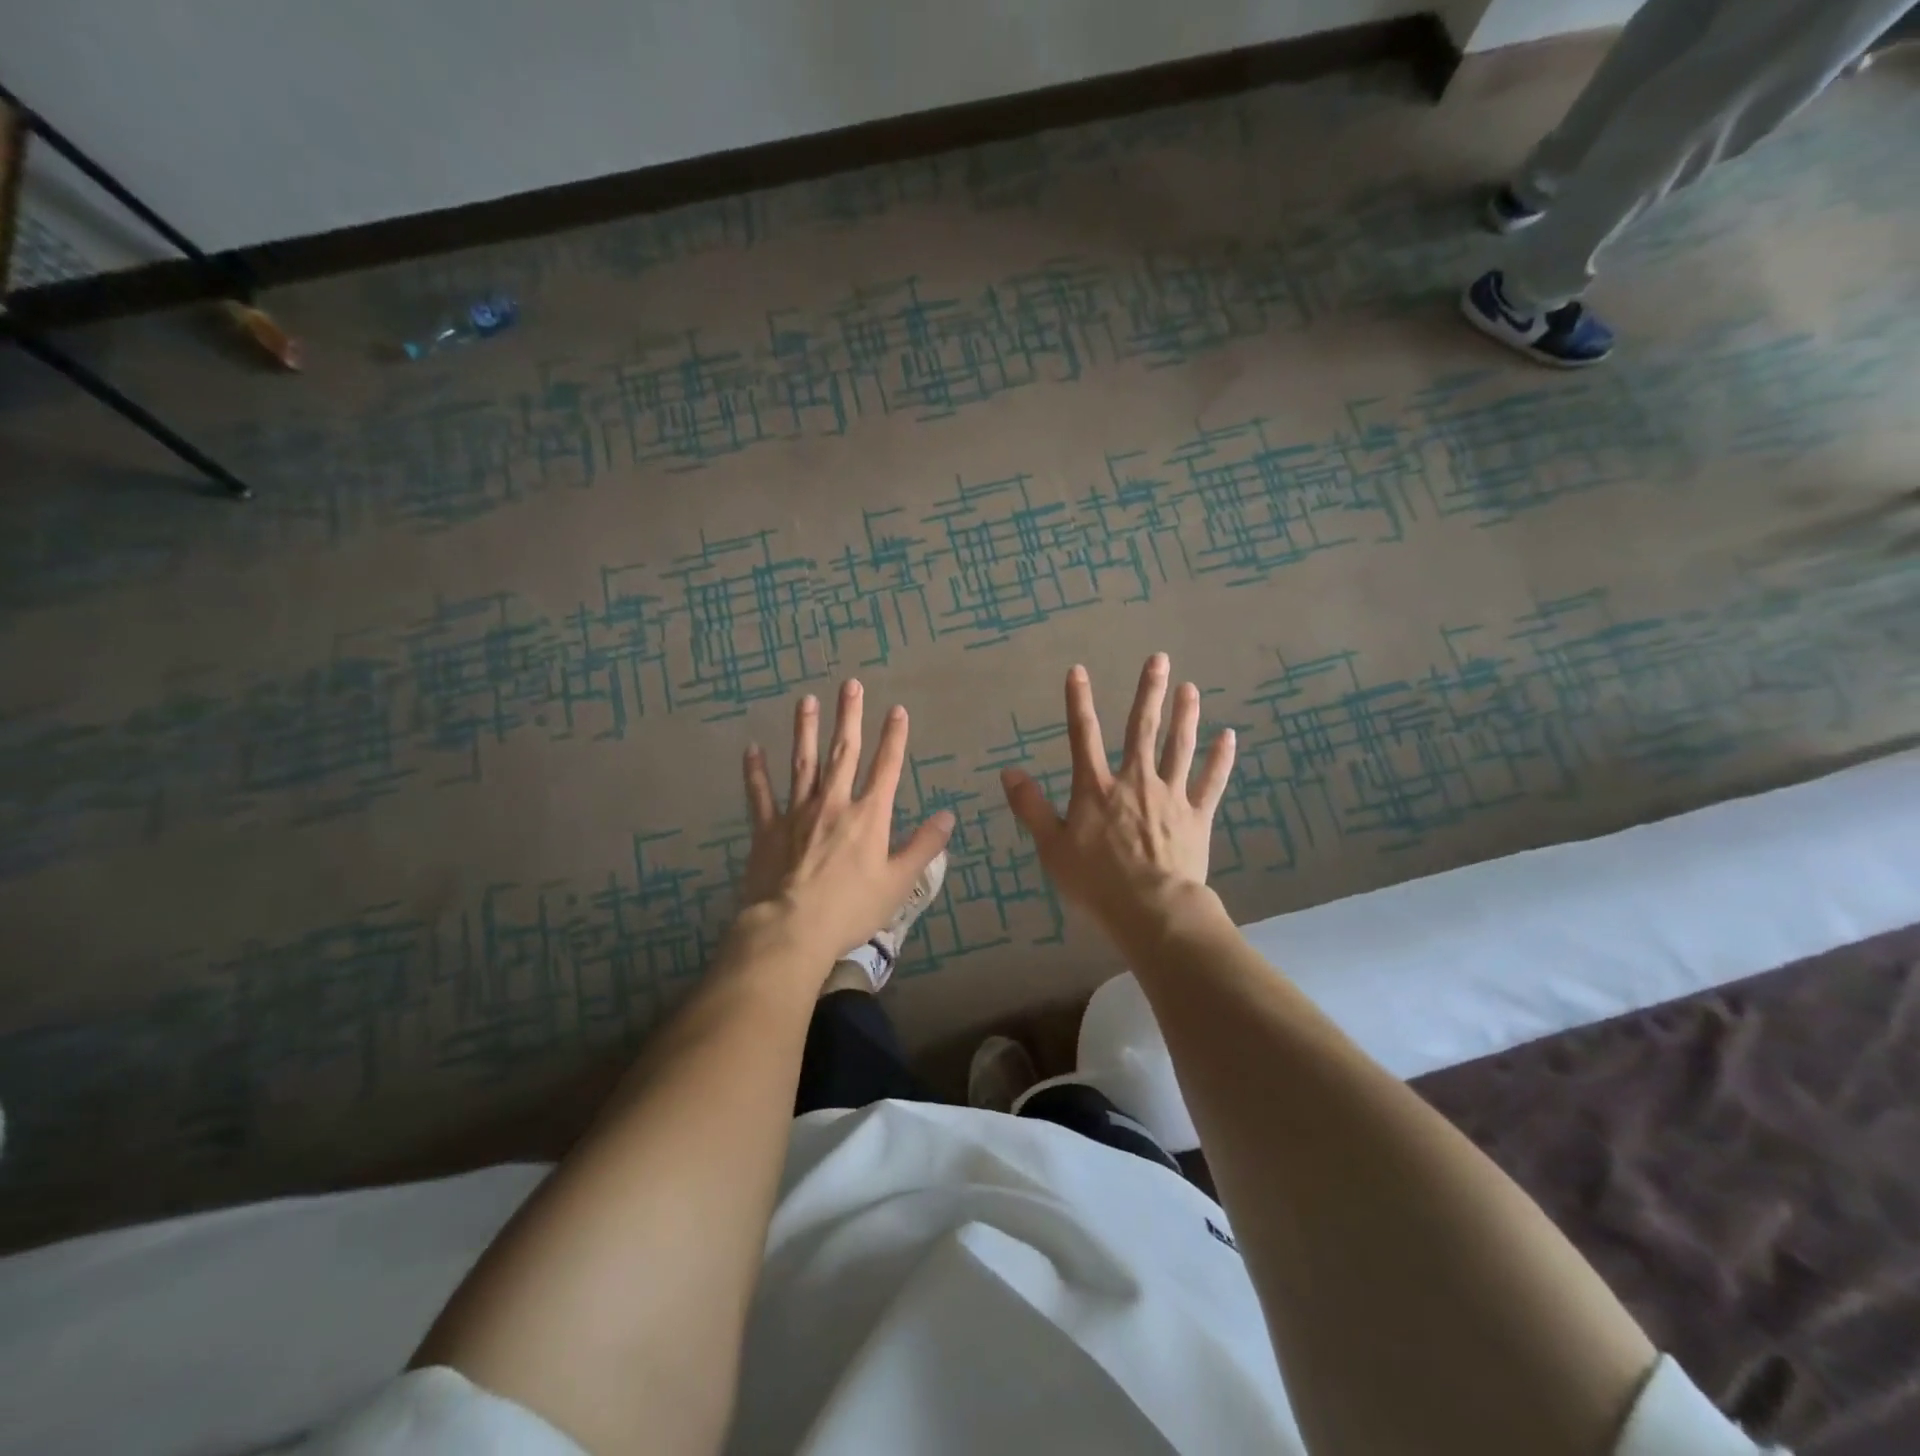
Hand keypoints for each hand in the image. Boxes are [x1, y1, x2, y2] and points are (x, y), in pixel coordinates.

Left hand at [737, 679, 953, 970]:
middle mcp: (833, 804)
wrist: (792, 928)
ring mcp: (796, 813)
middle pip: (844, 753)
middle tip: (850, 684)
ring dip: (806, 730)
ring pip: (803, 763)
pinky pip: (760, 795)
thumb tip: (948, 817)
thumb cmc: (851, 909)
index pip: (886, 767)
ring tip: (806, 700)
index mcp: (868, 816)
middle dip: (849, 717)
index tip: (897, 709)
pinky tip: (751, 749)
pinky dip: (755, 772)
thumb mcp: (898, 882)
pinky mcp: (767, 829)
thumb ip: (923, 846)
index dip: (894, 737)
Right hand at [1000, 654, 1233, 943]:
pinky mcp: (1197, 816)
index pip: (1083, 736)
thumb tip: (1008, 772)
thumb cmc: (1096, 882)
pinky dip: (1220, 759)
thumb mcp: (1051, 847)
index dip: (1078, 701)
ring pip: (1179, 747)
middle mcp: (1135, 781)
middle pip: (1142, 729)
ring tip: (1191, 687)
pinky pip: (1211, 782)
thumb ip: (1030, 807)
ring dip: (1185, 715)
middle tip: (1160, 659)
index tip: (1078, 671)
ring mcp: (1170, 796)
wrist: (1152, 910)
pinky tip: (1229, 736)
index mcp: (1096, 788)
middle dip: (1149, 692)